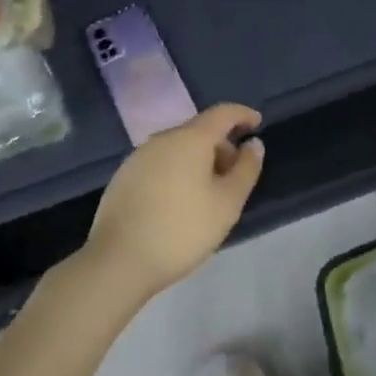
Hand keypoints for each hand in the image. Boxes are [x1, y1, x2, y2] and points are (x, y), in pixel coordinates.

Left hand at [84, 103, 265, 300]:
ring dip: (199, 160)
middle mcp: (162, 139)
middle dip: (221, 146)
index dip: (243, 115)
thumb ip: (246, 169)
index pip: (222, 113)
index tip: (257, 123)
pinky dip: (177, 171)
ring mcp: (138, 157)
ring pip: (178, 148)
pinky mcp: (123, 177)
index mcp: (190, 139)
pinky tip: (179, 201)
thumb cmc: (182, 229)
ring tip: (209, 192)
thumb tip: (253, 144)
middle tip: (235, 175)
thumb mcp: (227, 203)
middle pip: (199, 131)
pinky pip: (160, 163)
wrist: (117, 262)